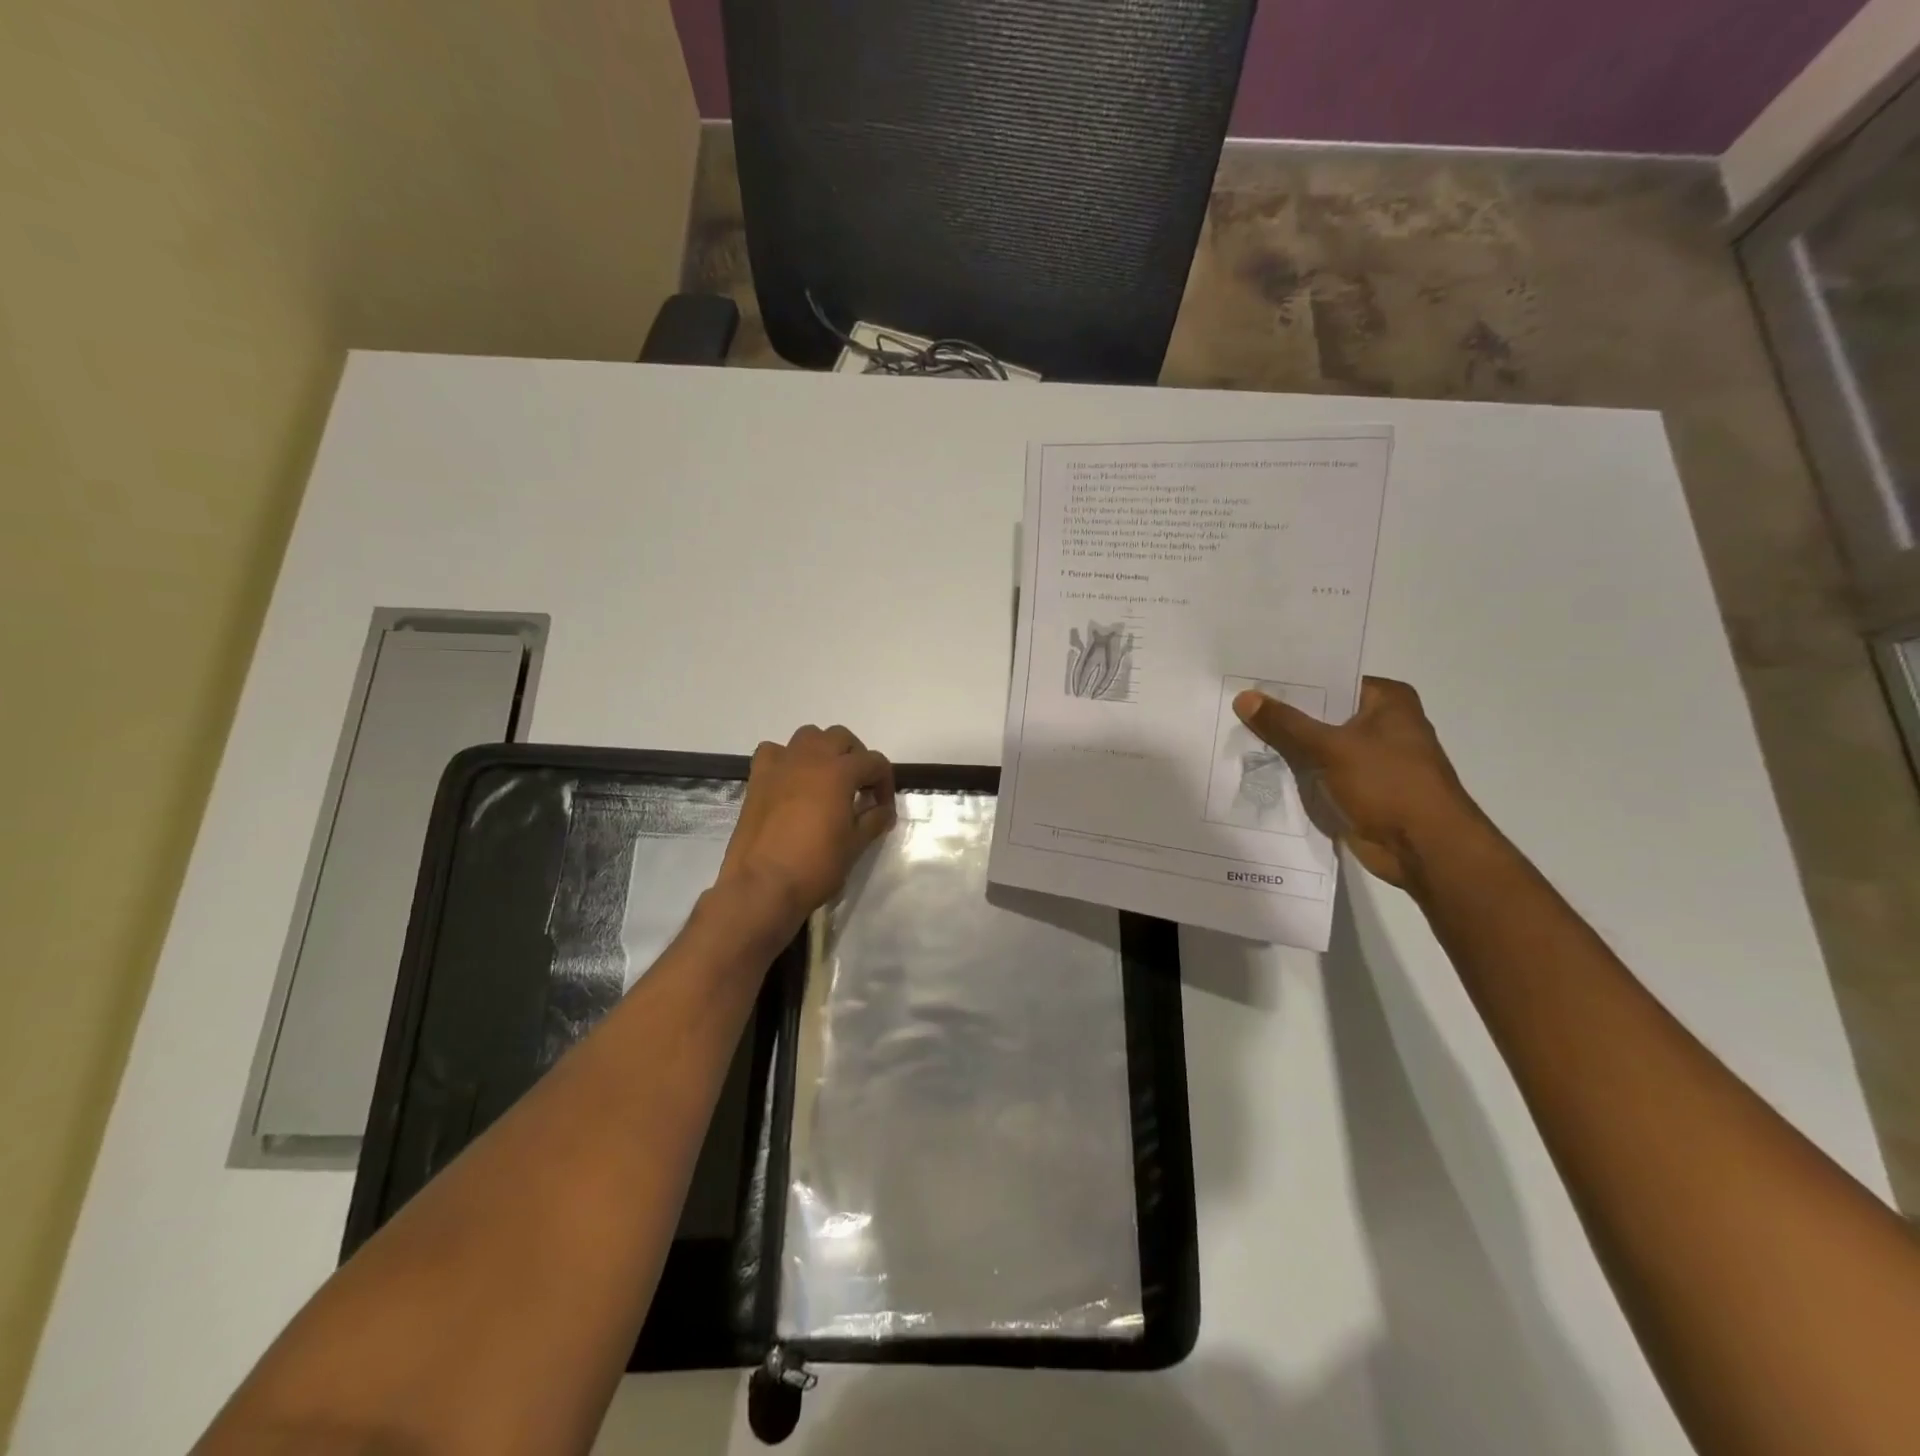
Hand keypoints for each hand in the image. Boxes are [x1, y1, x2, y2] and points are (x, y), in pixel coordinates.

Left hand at [717, 724, 896, 932]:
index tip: (883, 808)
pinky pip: (774, 752)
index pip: (874, 762)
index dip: (885, 783)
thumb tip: (883, 811)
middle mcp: (810, 758)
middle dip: (856, 757)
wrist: (761, 886)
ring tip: (827, 779)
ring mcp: (780, 765)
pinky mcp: (757, 778)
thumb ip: (873, 821)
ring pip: (808, 736)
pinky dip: (786, 759)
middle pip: (841, 738)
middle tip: (859, 787)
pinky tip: (791, 781)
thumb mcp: (855, 845)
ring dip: (823, 750)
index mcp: (839, 772)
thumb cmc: (815, 866)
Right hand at [1232, 677, 1484, 890]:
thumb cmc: (1389, 785)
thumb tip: (1244, 697)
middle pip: (1319, 713)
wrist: (1424, 849)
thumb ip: (1286, 724)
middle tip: (1233, 705)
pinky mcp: (1357, 788)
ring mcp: (1369, 758)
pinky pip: (1317, 771)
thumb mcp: (1332, 748)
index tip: (1247, 679)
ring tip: (1234, 732)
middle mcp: (1380, 724)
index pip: (1328, 680)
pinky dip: (1294, 772)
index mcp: (1386, 701)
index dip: (1289, 682)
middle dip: (1281, 715)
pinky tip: (1255, 766)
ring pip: (1315, 744)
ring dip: (1285, 746)